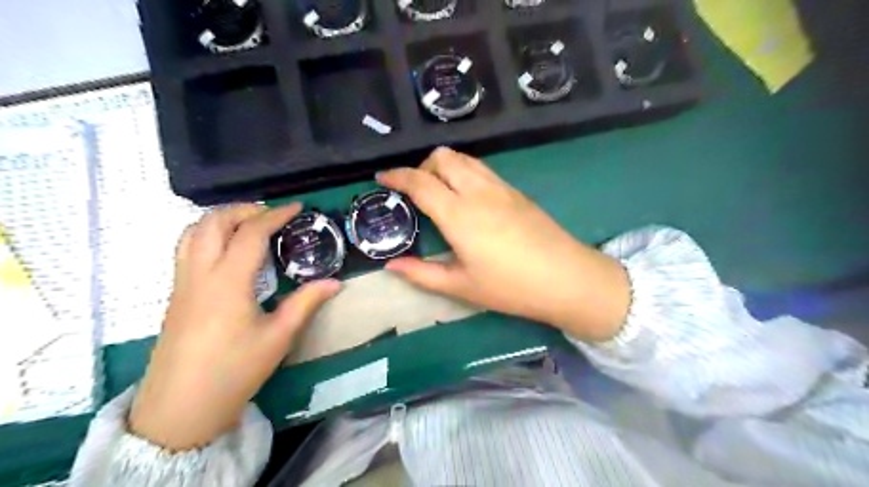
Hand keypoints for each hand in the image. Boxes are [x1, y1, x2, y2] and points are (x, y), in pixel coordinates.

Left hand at [127, 203, 337, 449]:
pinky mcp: (176, 295)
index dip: (275, 215)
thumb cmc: (234, 371)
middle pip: (212, 223)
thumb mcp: (278, 337)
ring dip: (220, 219)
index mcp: (227, 282)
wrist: (180, 408)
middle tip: (271, 214)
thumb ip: (306, 303)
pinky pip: (186, 249)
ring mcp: (182, 284)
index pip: (250, 233)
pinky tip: (228, 252)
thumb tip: (334, 283)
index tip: (296, 208)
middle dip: (242, 210)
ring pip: (191, 232)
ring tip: (248, 225)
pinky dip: (207, 235)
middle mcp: (199, 274)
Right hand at [378, 149, 628, 342]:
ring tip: (439, 191)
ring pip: (464, 158)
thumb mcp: (461, 286)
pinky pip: (482, 169)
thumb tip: (391, 265)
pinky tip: (467, 197)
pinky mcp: (516, 191)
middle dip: (421, 166)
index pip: (420, 182)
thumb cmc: (510, 287)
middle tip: (416, 191)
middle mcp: (478, 191)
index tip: (381, 178)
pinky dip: (464, 171)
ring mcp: (500, 187)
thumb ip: (421, 273)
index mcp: (459, 214)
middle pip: (443, 157)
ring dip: (444, 166)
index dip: (396, 176)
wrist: (566, 278)